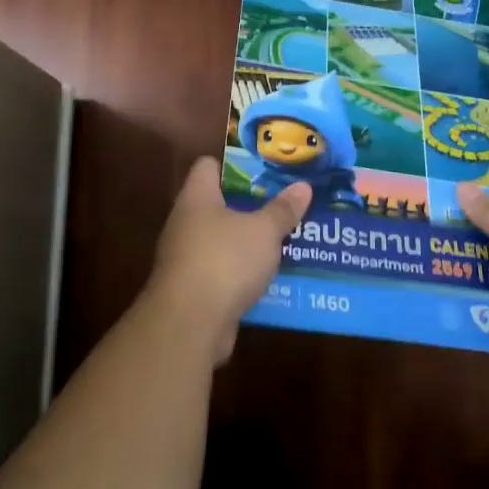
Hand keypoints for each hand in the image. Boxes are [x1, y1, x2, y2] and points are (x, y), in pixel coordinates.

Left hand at [143, 158, 310, 361]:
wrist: (189, 324)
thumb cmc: (224, 261)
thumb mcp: (263, 232)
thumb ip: (283, 209)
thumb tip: (303, 185)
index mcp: (197, 198)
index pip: (208, 166)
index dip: (234, 164)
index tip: (265, 167)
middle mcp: (185, 223)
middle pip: (218, 204)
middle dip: (250, 205)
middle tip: (284, 203)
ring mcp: (186, 258)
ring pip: (222, 241)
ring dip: (248, 242)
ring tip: (284, 238)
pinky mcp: (193, 290)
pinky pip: (223, 272)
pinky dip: (243, 273)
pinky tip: (270, 277)